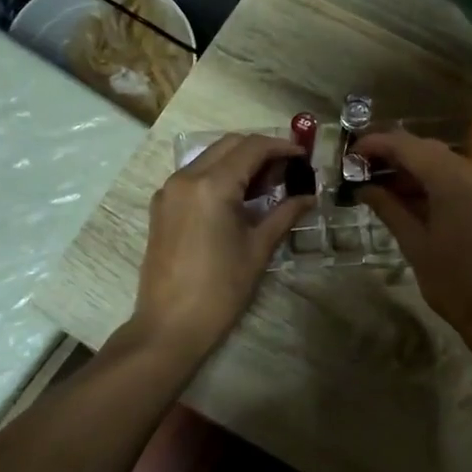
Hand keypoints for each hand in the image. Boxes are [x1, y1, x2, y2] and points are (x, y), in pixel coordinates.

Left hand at [133, 134, 313, 357]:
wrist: (169, 326)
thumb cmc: (220, 290)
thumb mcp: (258, 249)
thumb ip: (284, 214)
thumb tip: (309, 196)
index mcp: (211, 185)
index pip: (252, 148)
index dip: (281, 147)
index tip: (303, 157)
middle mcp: (186, 177)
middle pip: (229, 145)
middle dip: (260, 150)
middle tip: (287, 170)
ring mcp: (169, 191)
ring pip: (210, 158)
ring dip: (239, 162)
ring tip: (268, 184)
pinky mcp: (162, 206)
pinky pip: (194, 176)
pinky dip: (219, 176)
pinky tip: (239, 198)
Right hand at [354, 130, 471, 352]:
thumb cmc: (454, 282)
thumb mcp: (414, 244)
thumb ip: (388, 207)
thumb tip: (363, 188)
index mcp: (454, 179)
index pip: (407, 146)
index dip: (376, 145)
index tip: (351, 155)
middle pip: (426, 149)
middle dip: (393, 156)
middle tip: (361, 171)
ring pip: (443, 161)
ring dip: (412, 169)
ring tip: (380, 186)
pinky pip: (459, 177)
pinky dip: (433, 181)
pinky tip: (410, 197)